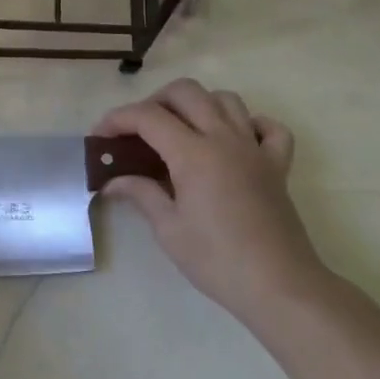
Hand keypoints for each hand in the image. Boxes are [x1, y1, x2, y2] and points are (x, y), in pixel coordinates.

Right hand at [93, 79, 327, 322]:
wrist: (279, 287)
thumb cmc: (217, 260)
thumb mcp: (169, 229)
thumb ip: (141, 194)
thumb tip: (113, 182)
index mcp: (193, 153)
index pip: (147, 116)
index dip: (117, 119)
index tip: (100, 137)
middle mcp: (224, 139)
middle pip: (186, 92)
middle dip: (154, 101)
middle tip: (138, 132)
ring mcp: (255, 149)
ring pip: (225, 99)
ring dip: (198, 105)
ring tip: (180, 132)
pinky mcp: (277, 166)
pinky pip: (268, 128)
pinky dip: (249, 124)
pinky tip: (234, 142)